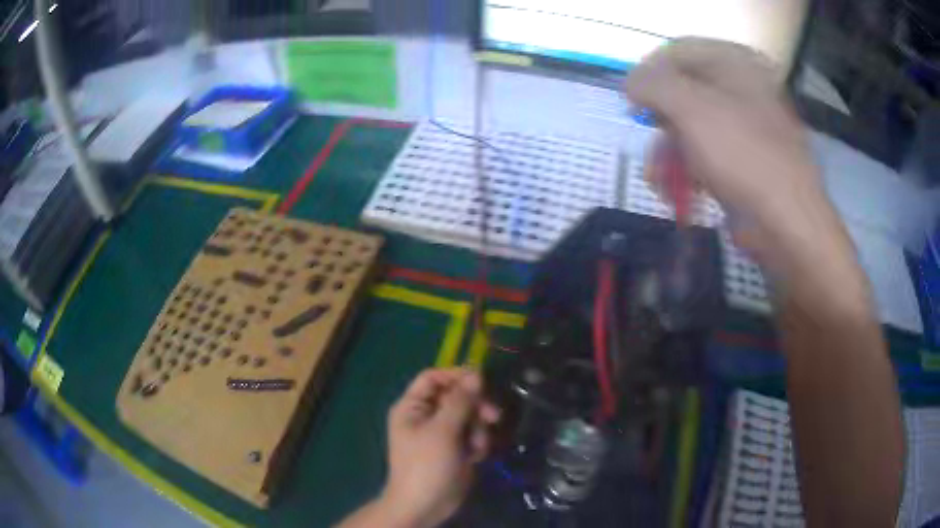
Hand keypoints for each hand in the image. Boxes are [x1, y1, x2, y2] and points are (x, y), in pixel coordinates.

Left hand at [378, 368, 499, 527]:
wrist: (424, 506)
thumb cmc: (426, 466)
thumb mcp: (442, 431)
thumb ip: (460, 402)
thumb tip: (476, 374)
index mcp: (412, 407)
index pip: (433, 377)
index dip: (457, 375)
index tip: (482, 380)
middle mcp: (426, 416)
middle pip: (456, 396)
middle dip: (475, 407)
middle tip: (493, 416)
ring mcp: (442, 433)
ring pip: (469, 416)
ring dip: (478, 429)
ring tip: (477, 447)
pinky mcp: (455, 448)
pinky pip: (472, 434)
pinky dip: (477, 443)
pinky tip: (475, 457)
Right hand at [626, 38, 866, 311]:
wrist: (787, 225)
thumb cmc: (744, 157)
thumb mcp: (691, 108)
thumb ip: (652, 83)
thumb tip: (631, 83)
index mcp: (737, 64)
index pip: (678, 52)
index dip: (650, 73)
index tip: (633, 101)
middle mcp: (743, 90)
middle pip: (685, 91)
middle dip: (661, 121)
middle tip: (649, 139)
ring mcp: (747, 127)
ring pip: (693, 127)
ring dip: (669, 152)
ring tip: (659, 180)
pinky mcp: (746, 161)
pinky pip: (707, 153)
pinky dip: (688, 170)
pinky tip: (679, 191)